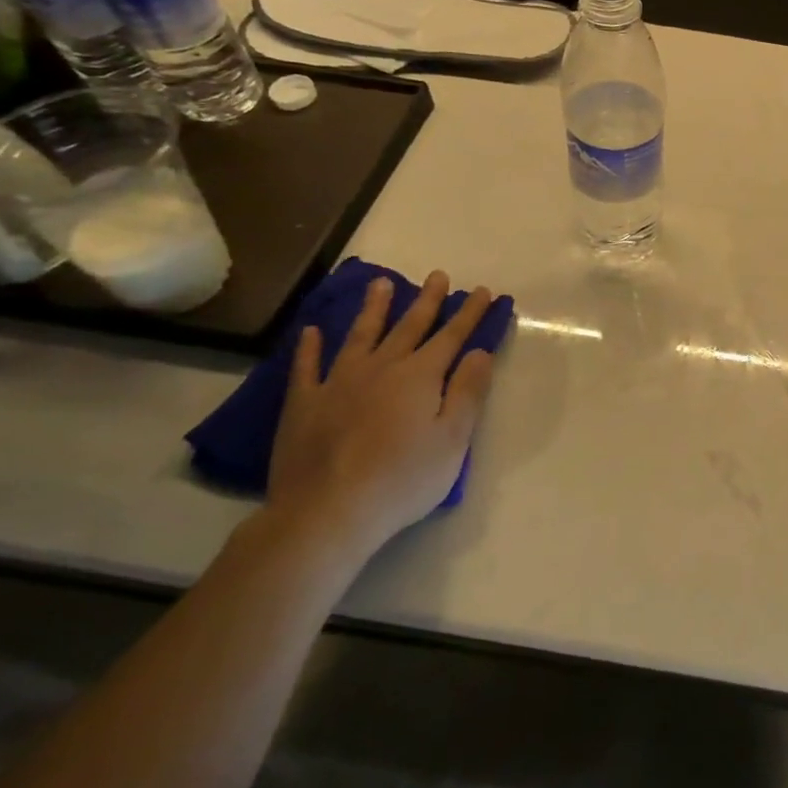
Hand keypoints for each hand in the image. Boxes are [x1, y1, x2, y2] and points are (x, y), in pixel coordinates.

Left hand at [265, 272, 496, 559]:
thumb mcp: (453, 439)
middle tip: (436, 274)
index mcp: (420, 376)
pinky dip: (310, 347)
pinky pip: (307, 367)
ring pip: (360, 335)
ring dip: (373, 308)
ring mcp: (338, 382)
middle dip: (427, 300)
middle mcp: (381, 368)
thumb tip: (479, 351)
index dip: (469, 313)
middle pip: (409, 326)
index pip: (452, 336)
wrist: (327, 512)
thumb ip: (468, 391)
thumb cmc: (403, 479)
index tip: (482, 290)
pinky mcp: (304, 404)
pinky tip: (312, 331)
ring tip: (380, 283)